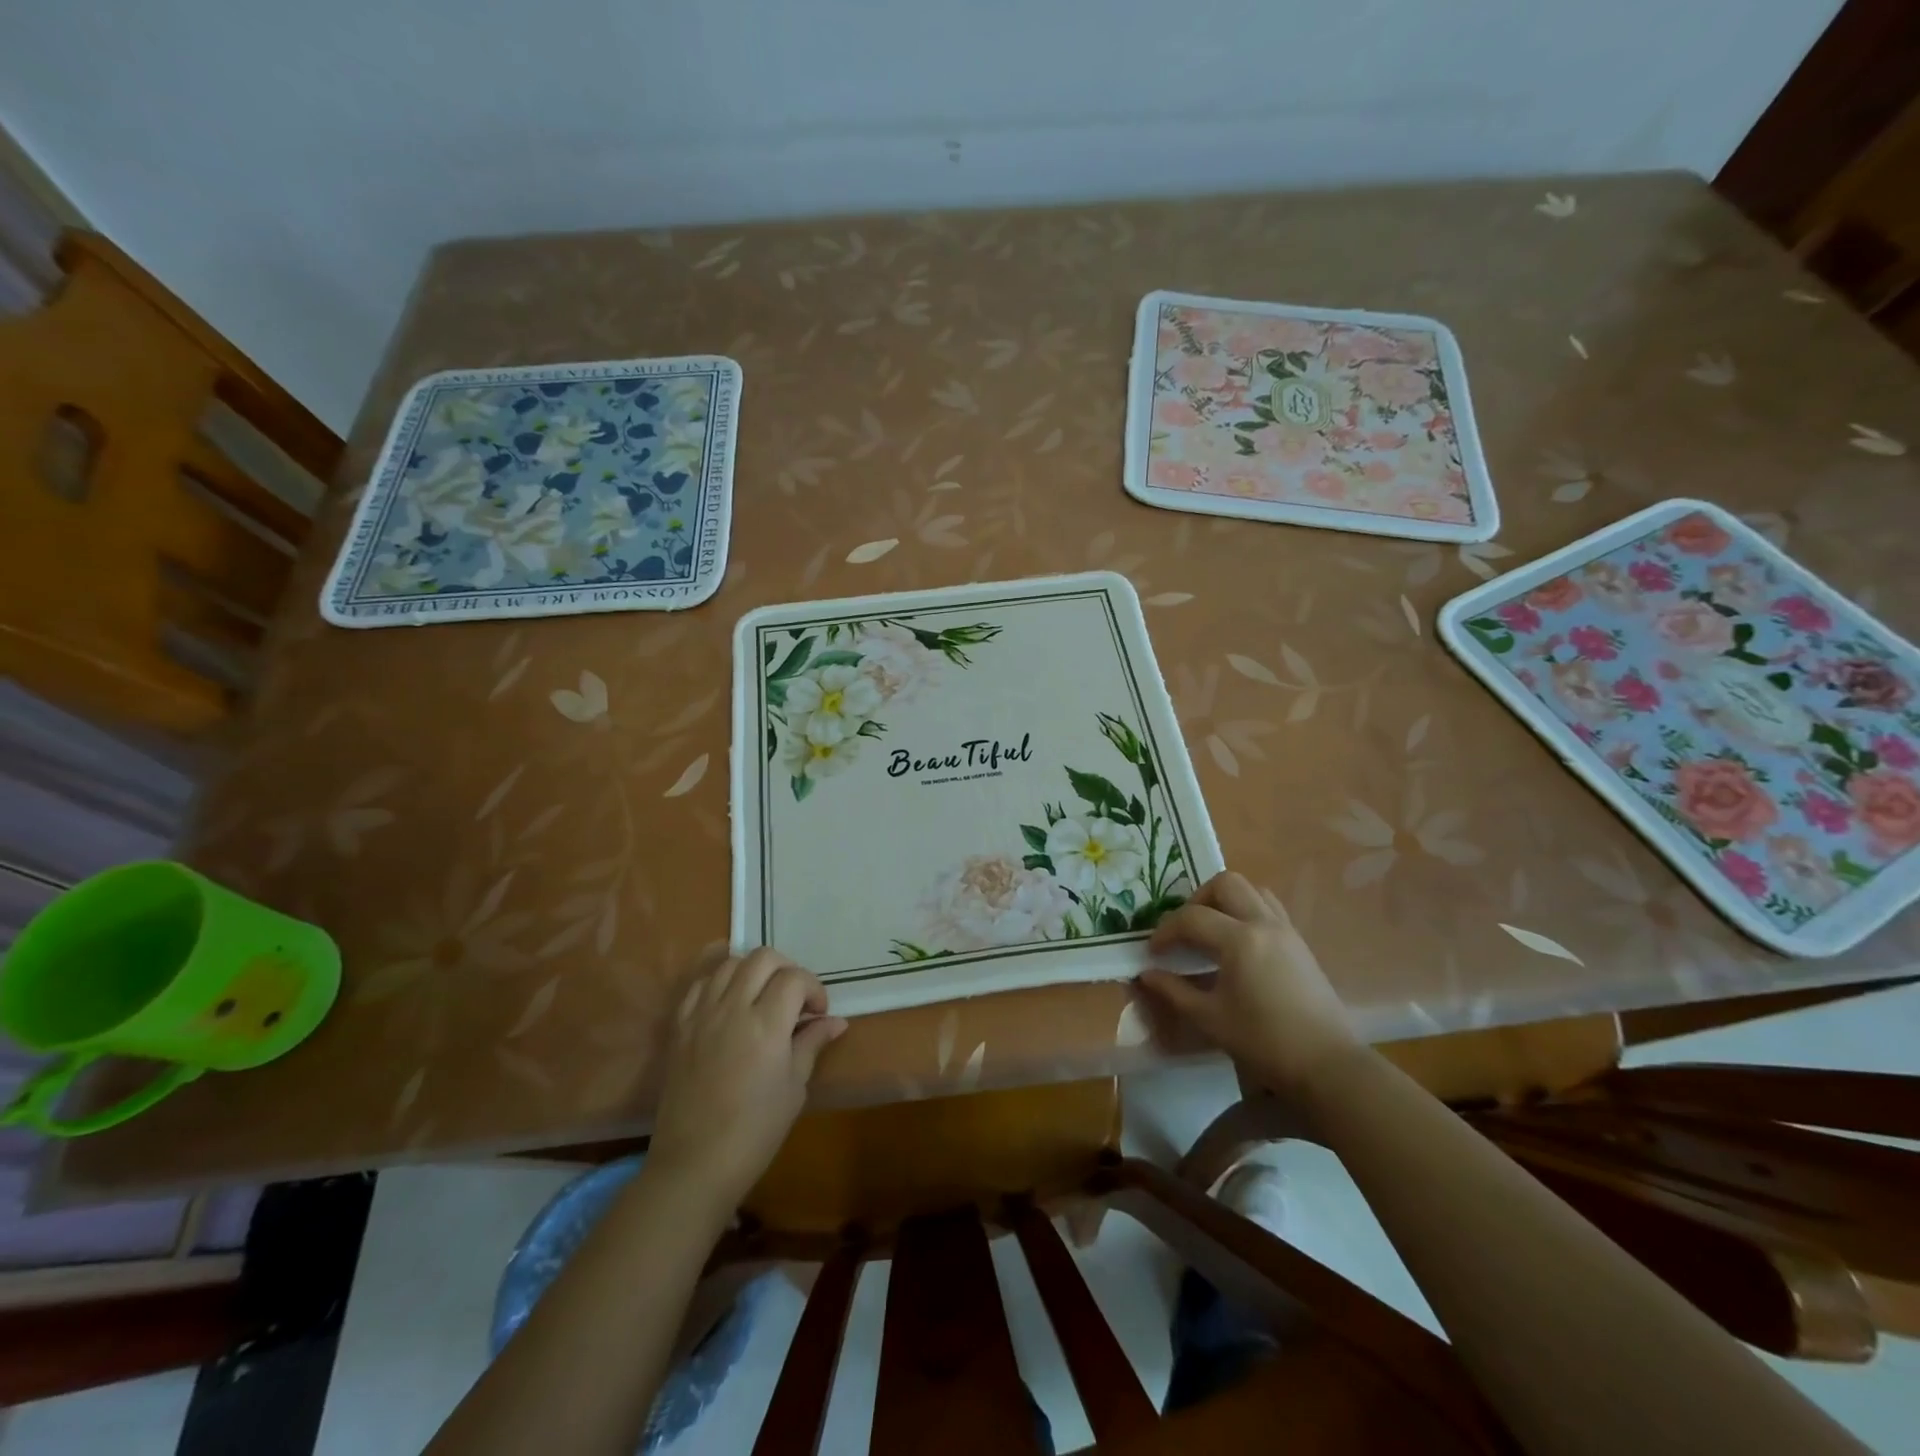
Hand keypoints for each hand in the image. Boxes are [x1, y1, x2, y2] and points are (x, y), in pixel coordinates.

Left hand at [646, 947, 846, 1208]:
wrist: (694, 1164)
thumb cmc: (755, 1131)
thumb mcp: (794, 1088)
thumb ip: (812, 1044)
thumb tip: (835, 1022)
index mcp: (766, 1024)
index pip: (795, 978)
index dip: (814, 989)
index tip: (818, 1014)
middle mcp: (732, 1008)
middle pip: (763, 958)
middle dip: (787, 969)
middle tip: (795, 998)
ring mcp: (702, 1014)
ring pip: (730, 963)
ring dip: (753, 971)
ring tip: (762, 996)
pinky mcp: (680, 1026)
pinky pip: (700, 984)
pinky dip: (720, 982)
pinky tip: (730, 1002)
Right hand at [1138, 871, 1360, 1094]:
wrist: (1327, 1065)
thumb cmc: (1264, 1042)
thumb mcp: (1210, 1019)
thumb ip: (1174, 991)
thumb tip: (1146, 974)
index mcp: (1240, 940)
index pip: (1191, 918)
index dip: (1165, 931)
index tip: (1153, 952)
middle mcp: (1263, 923)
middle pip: (1225, 884)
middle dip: (1196, 900)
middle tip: (1184, 930)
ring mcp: (1286, 930)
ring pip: (1251, 890)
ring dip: (1224, 900)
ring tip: (1210, 930)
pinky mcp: (1299, 943)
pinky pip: (1268, 908)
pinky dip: (1246, 911)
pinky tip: (1238, 943)